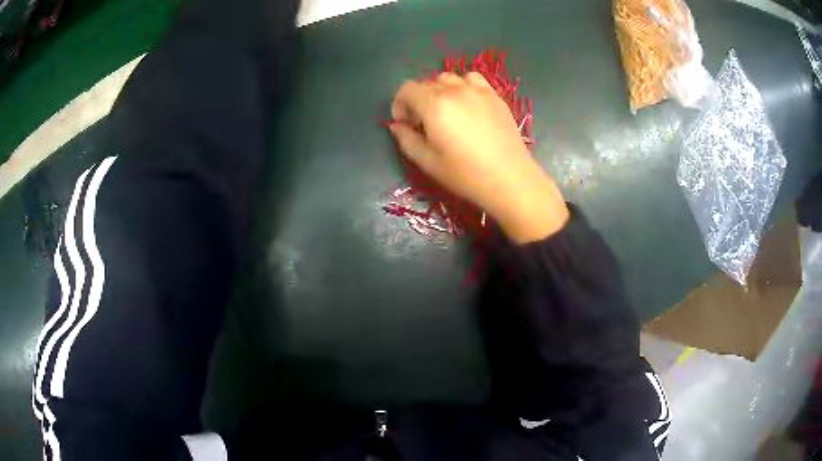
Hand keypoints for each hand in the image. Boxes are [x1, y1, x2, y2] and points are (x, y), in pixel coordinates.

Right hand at [389, 72, 569, 243]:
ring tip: (445, 111)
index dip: (399, 104)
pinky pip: (472, 79)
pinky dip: (463, 86)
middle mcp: (454, 90)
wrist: (509, 178)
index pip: (406, 89)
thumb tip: (397, 125)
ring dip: (440, 91)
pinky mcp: (494, 95)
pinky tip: (467, 104)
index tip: (404, 123)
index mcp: (434, 104)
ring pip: (449, 78)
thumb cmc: (465, 174)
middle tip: (424, 123)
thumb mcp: (427, 162)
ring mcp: (477, 90)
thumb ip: (406, 139)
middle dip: (418, 99)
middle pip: (426, 83)